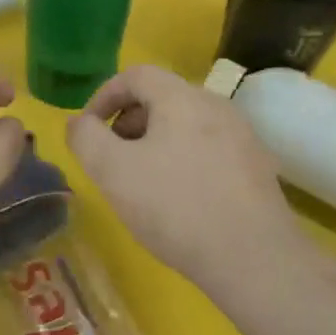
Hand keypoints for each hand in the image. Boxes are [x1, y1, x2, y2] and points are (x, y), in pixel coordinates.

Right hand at [66, 63, 292, 283]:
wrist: (254, 259)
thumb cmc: (176, 206)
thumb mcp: (113, 171)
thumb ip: (86, 139)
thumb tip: (79, 123)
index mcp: (182, 98)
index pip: (135, 75)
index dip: (103, 95)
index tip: (88, 129)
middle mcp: (216, 106)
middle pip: (162, 98)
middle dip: (128, 122)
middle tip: (111, 158)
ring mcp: (242, 137)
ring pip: (186, 125)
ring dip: (154, 143)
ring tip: (141, 182)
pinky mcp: (257, 168)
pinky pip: (208, 149)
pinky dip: (183, 160)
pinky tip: (178, 200)